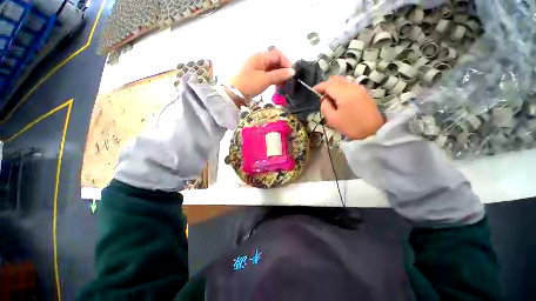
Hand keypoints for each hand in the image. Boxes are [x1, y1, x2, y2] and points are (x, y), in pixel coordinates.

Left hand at [229, 49, 295, 99]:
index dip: (286, 62)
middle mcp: (259, 60)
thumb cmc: (249, 84)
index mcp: (260, 56)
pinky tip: (279, 85)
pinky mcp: (257, 76)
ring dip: (280, 75)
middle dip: (284, 69)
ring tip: (285, 84)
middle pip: (275, 61)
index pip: (277, 54)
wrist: (235, 94)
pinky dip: (274, 79)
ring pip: (272, 68)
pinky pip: (268, 74)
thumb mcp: (265, 79)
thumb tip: (292, 72)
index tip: (292, 73)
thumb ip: (279, 75)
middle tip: (289, 80)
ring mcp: (258, 68)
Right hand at [314, 76, 384, 139]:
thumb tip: (324, 99)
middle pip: (336, 80)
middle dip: (327, 85)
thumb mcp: (332, 119)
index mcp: (344, 93)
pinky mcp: (364, 92)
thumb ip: (325, 106)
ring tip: (329, 96)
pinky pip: (349, 85)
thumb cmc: (350, 126)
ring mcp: (360, 88)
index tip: (313, 90)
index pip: (329, 85)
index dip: (320, 86)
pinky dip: (341, 88)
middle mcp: (352, 87)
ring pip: (343, 81)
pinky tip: (338, 97)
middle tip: (320, 94)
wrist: (373, 131)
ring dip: (334, 86)